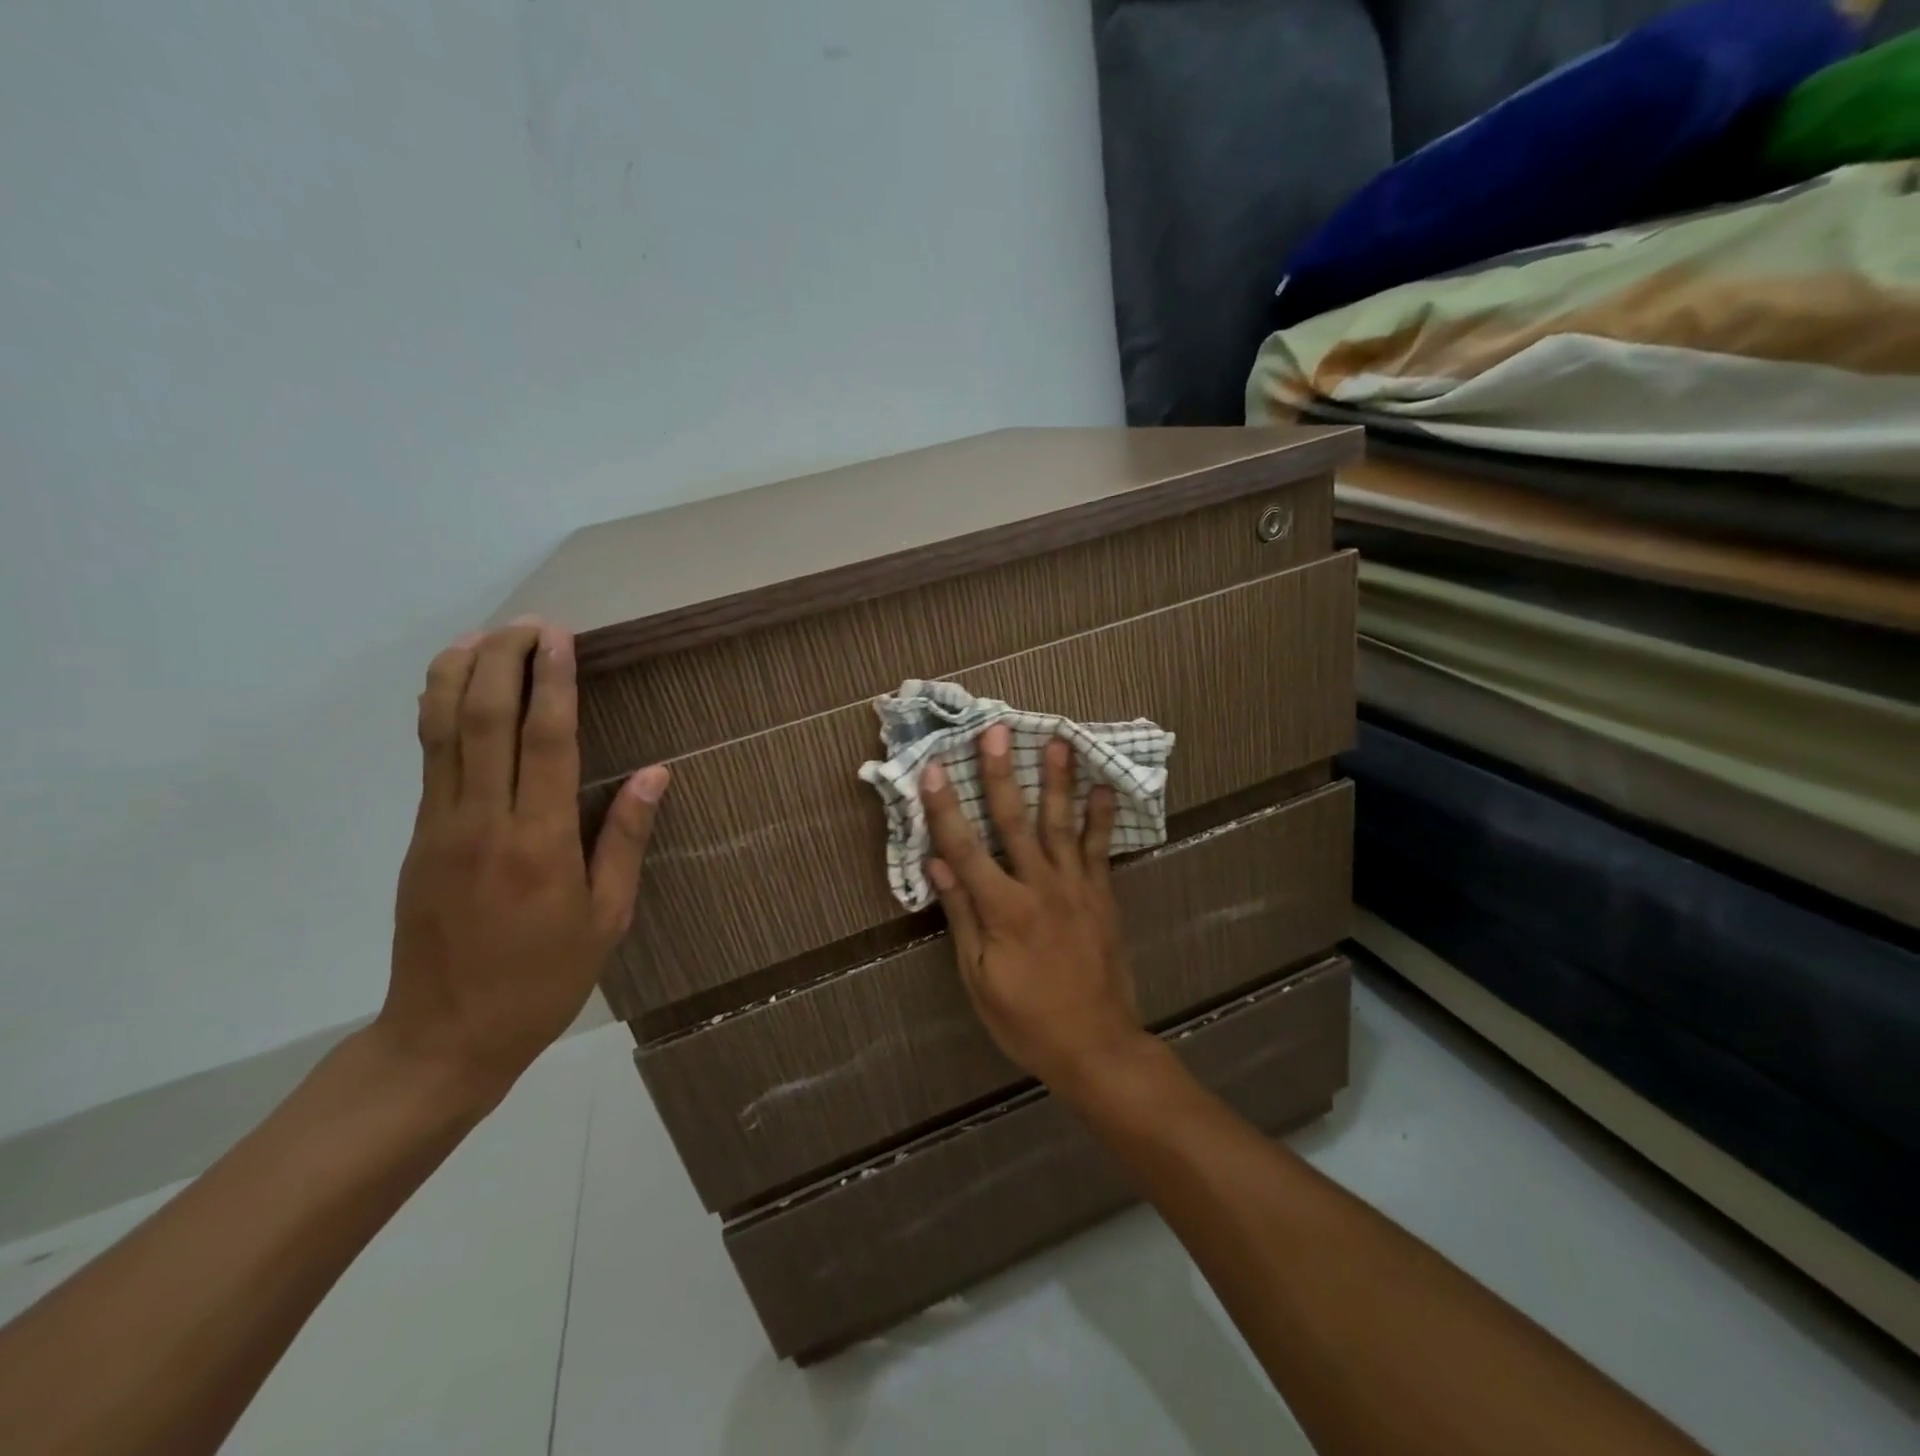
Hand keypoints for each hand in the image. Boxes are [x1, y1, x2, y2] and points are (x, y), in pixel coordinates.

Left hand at [377, 617, 669, 1104]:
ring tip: (484, 636)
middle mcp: (484, 821)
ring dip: (460, 674)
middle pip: (483, 719)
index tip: (561, 639)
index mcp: (540, 843)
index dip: (553, 683)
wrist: (446, 1034)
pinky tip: (455, 689)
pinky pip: (430, 758)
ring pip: (442, 731)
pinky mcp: (419, 837)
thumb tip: (656, 774)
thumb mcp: (607, 917)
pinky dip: (439, 711)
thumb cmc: (544, 978)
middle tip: (529, 623)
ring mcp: (441, 826)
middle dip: (503, 660)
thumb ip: (626, 839)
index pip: (545, 742)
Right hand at [922, 723, 1150, 1095]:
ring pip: (1062, 824)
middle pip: (1015, 821)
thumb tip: (937, 862)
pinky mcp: (1102, 895)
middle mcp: (1040, 886)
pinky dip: (1101, 817)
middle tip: (996, 731)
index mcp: (1004, 909)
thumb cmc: (1026, 1019)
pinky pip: (1100, 848)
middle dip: (1002, 774)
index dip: (946, 807)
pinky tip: (1103, 787)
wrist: (1096, 1045)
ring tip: (1056, 740)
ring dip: (1057, 780)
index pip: (965, 847)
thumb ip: (962, 914)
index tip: (935, 768)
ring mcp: (1076, 887)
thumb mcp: (978, 977)